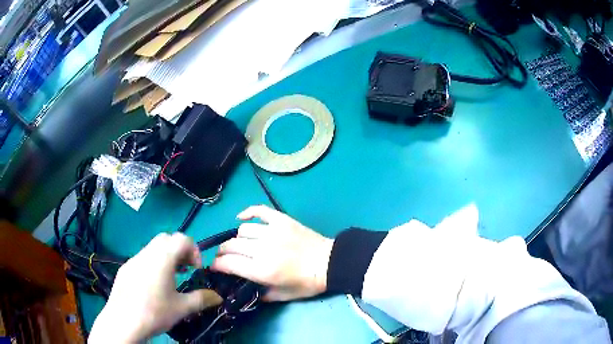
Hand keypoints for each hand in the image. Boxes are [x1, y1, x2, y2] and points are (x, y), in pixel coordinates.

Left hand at [89, 233, 222, 342]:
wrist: (123, 321)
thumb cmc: (155, 312)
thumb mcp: (182, 308)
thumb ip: (201, 299)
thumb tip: (218, 297)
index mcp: (162, 258)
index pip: (182, 239)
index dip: (194, 250)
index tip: (197, 269)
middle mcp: (147, 253)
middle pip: (166, 238)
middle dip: (179, 250)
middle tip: (185, 269)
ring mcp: (133, 259)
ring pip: (152, 248)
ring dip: (165, 257)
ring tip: (170, 279)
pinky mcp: (125, 268)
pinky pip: (142, 259)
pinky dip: (152, 264)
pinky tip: (152, 286)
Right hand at [211, 205, 333, 301]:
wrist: (329, 263)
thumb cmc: (307, 283)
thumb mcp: (284, 296)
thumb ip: (262, 295)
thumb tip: (246, 290)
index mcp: (263, 270)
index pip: (230, 263)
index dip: (217, 264)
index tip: (214, 266)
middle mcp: (263, 250)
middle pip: (232, 245)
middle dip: (222, 252)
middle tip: (224, 257)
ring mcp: (272, 232)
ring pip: (242, 230)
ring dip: (236, 238)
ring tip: (238, 244)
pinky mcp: (281, 220)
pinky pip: (259, 210)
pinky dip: (247, 212)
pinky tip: (242, 218)